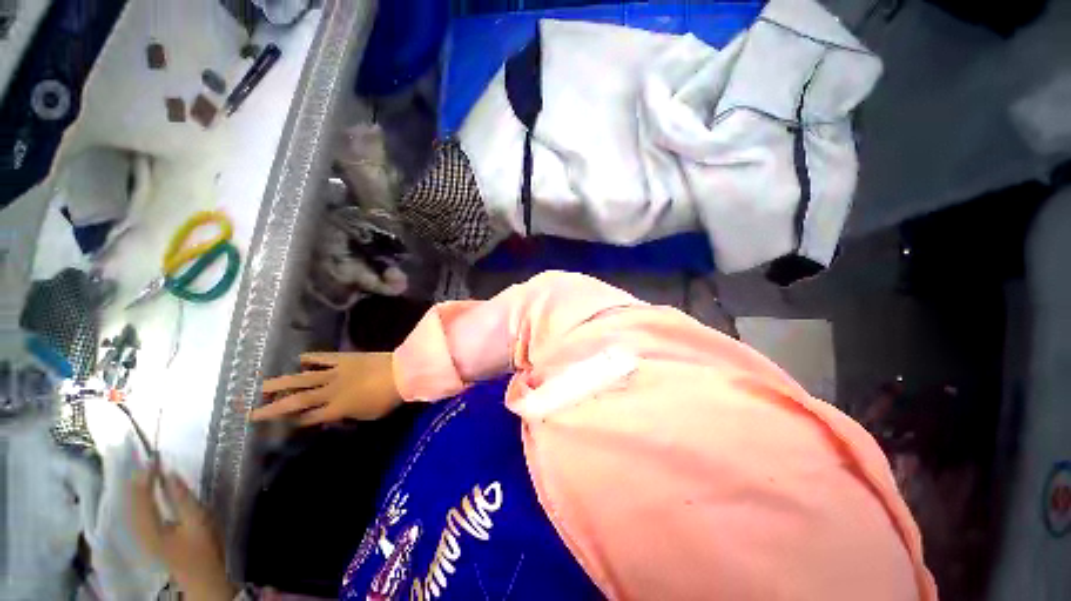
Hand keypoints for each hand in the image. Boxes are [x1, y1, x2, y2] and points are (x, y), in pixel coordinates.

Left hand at [130, 471, 236, 600]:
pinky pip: (137, 512)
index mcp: (150, 527)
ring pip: (132, 507)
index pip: (141, 496)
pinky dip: (139, 498)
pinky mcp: (147, 537)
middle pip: (131, 501)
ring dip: (137, 488)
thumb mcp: (198, 520)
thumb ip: (183, 497)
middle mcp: (139, 530)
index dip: (145, 476)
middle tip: (148, 462)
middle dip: (138, 481)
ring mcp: (142, 535)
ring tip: (146, 472)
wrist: (202, 576)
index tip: (154, 458)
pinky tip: (146, 492)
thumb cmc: (203, 547)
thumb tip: (169, 473)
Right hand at [250, 352, 401, 425]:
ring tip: (259, 386)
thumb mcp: (367, 415)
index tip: (277, 425)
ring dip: (280, 383)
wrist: (401, 372)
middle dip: (273, 408)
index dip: (292, 422)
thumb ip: (347, 415)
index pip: (307, 418)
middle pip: (296, 400)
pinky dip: (309, 358)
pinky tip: (298, 360)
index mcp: (336, 408)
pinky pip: (322, 358)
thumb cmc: (387, 398)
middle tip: (251, 411)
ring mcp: (335, 373)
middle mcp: (329, 391)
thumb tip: (333, 416)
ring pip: (301, 378)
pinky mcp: (344, 358)